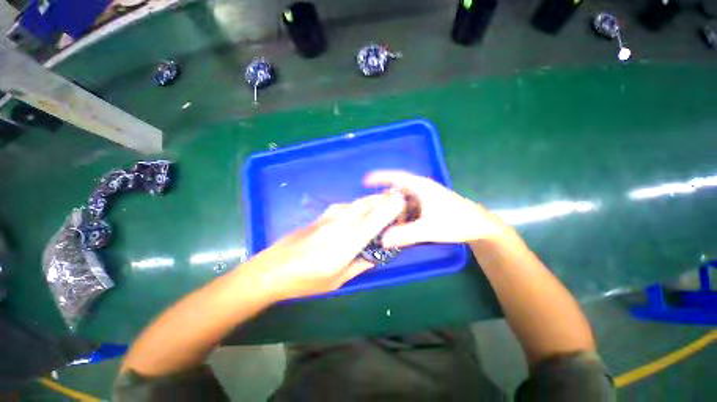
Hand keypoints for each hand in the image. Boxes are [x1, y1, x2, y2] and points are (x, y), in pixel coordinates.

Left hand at [241, 192, 405, 300]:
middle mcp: (338, 226)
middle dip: (382, 200)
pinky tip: (358, 209)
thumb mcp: (336, 280)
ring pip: (354, 203)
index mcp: (345, 245)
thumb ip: (358, 265)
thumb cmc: (305, 281)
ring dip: (369, 200)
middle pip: (364, 206)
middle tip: (394, 199)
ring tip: (380, 201)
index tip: (401, 203)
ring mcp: (327, 219)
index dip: (388, 210)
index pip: (372, 222)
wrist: (271, 270)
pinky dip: (356, 205)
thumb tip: (374, 255)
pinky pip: (343, 206)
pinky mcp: (319, 217)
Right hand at [364, 170, 508, 246]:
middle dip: (384, 200)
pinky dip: (402, 216)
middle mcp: (421, 189)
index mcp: (421, 187)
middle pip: (397, 191)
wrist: (480, 227)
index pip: (397, 177)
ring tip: (383, 221)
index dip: (380, 177)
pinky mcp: (427, 207)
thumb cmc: (457, 222)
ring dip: (393, 210)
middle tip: (372, 210)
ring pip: (403, 202)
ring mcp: (424, 199)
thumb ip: (405, 234)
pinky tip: (398, 226)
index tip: (365, 180)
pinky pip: (409, 209)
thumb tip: (382, 240)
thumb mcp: (429, 229)